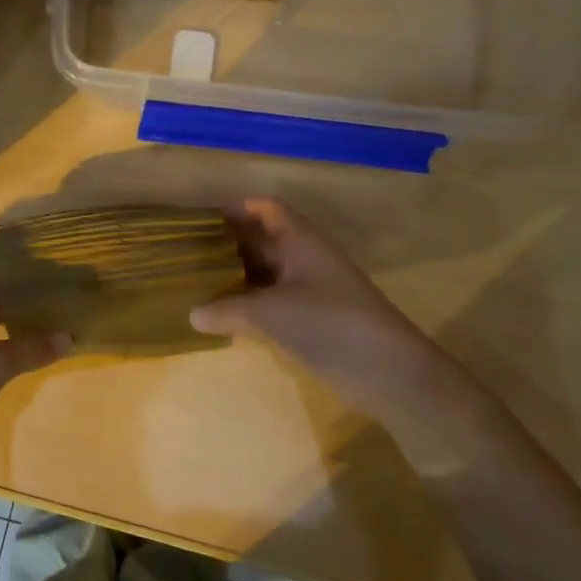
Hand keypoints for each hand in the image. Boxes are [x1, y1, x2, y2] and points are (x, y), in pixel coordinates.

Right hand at [190, 198, 430, 404]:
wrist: (389, 372)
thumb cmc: (330, 325)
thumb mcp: (271, 314)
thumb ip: (228, 310)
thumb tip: (192, 314)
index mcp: (302, 243)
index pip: (268, 209)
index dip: (238, 208)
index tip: (203, 220)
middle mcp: (306, 260)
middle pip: (265, 240)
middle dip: (230, 244)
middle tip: (191, 254)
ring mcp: (312, 292)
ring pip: (268, 274)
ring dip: (238, 277)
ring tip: (199, 283)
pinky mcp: (315, 321)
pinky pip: (275, 303)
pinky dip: (250, 305)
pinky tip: (225, 317)